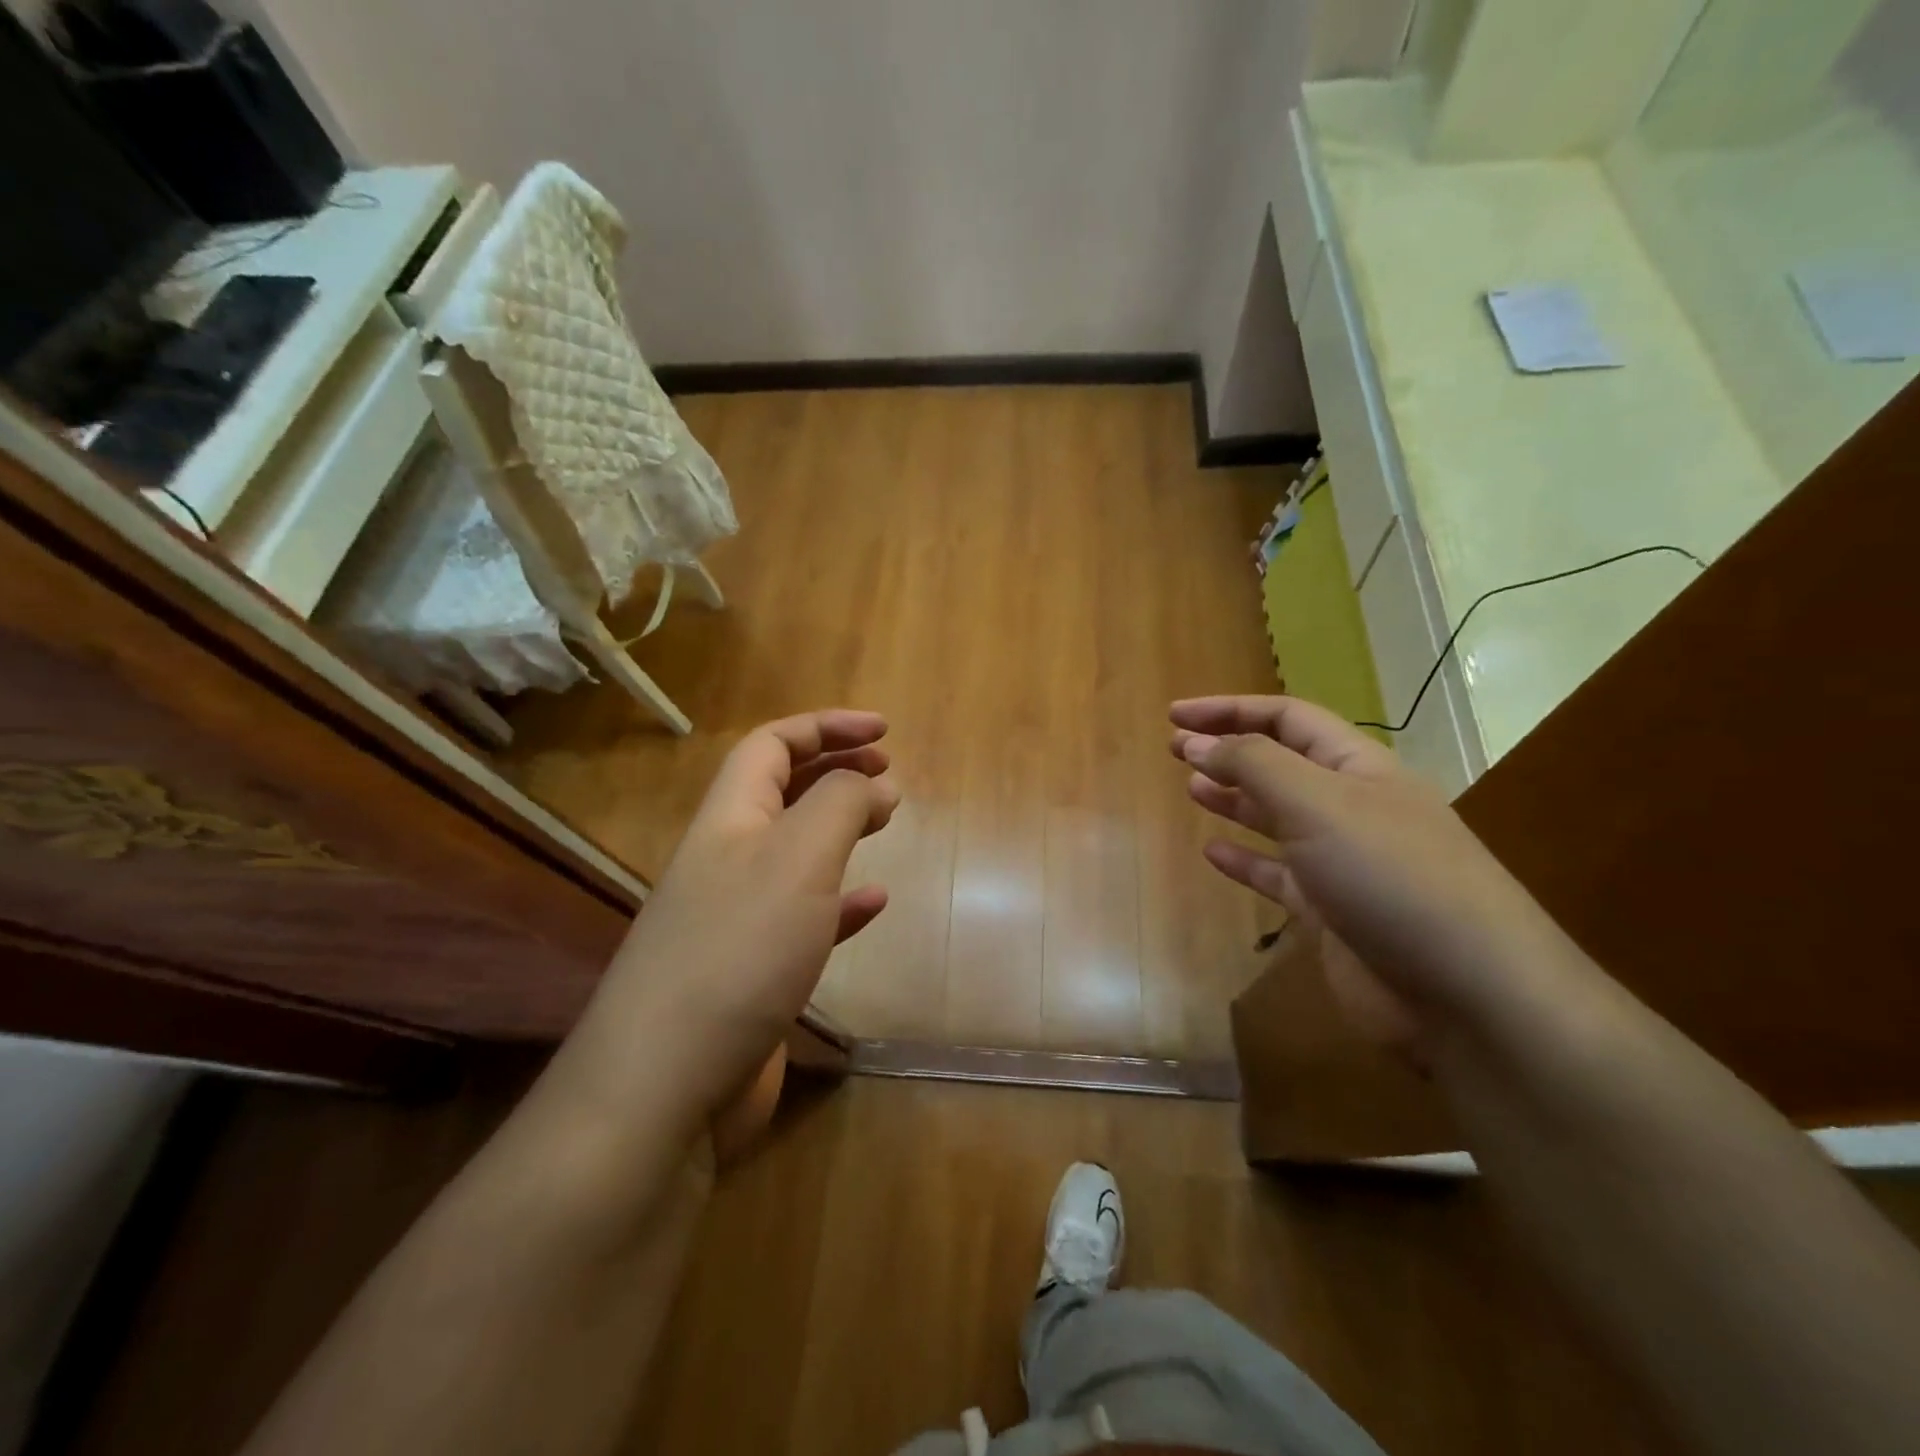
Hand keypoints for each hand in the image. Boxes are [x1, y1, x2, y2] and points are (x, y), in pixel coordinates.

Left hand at [564, 710, 897, 1133]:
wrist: (667, 1087)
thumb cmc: (738, 950)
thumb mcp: (799, 857)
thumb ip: (839, 804)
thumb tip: (871, 782)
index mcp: (729, 819)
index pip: (771, 745)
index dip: (826, 727)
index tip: (884, 732)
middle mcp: (727, 860)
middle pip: (781, 792)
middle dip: (835, 771)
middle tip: (888, 772)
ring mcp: (737, 918)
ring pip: (795, 852)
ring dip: (840, 828)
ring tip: (885, 821)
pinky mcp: (754, 972)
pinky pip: (805, 917)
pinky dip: (842, 901)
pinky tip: (874, 902)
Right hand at [1170, 696, 1560, 1047]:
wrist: (1465, 992)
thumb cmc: (1390, 875)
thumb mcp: (1318, 802)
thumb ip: (1253, 765)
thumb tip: (1198, 743)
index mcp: (1357, 766)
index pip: (1286, 718)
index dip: (1229, 709)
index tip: (1175, 716)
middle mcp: (1351, 807)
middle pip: (1281, 763)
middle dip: (1228, 750)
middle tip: (1175, 749)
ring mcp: (1342, 862)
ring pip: (1277, 817)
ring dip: (1235, 799)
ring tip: (1191, 789)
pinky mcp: (1332, 913)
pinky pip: (1278, 875)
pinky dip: (1245, 860)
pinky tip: (1213, 853)